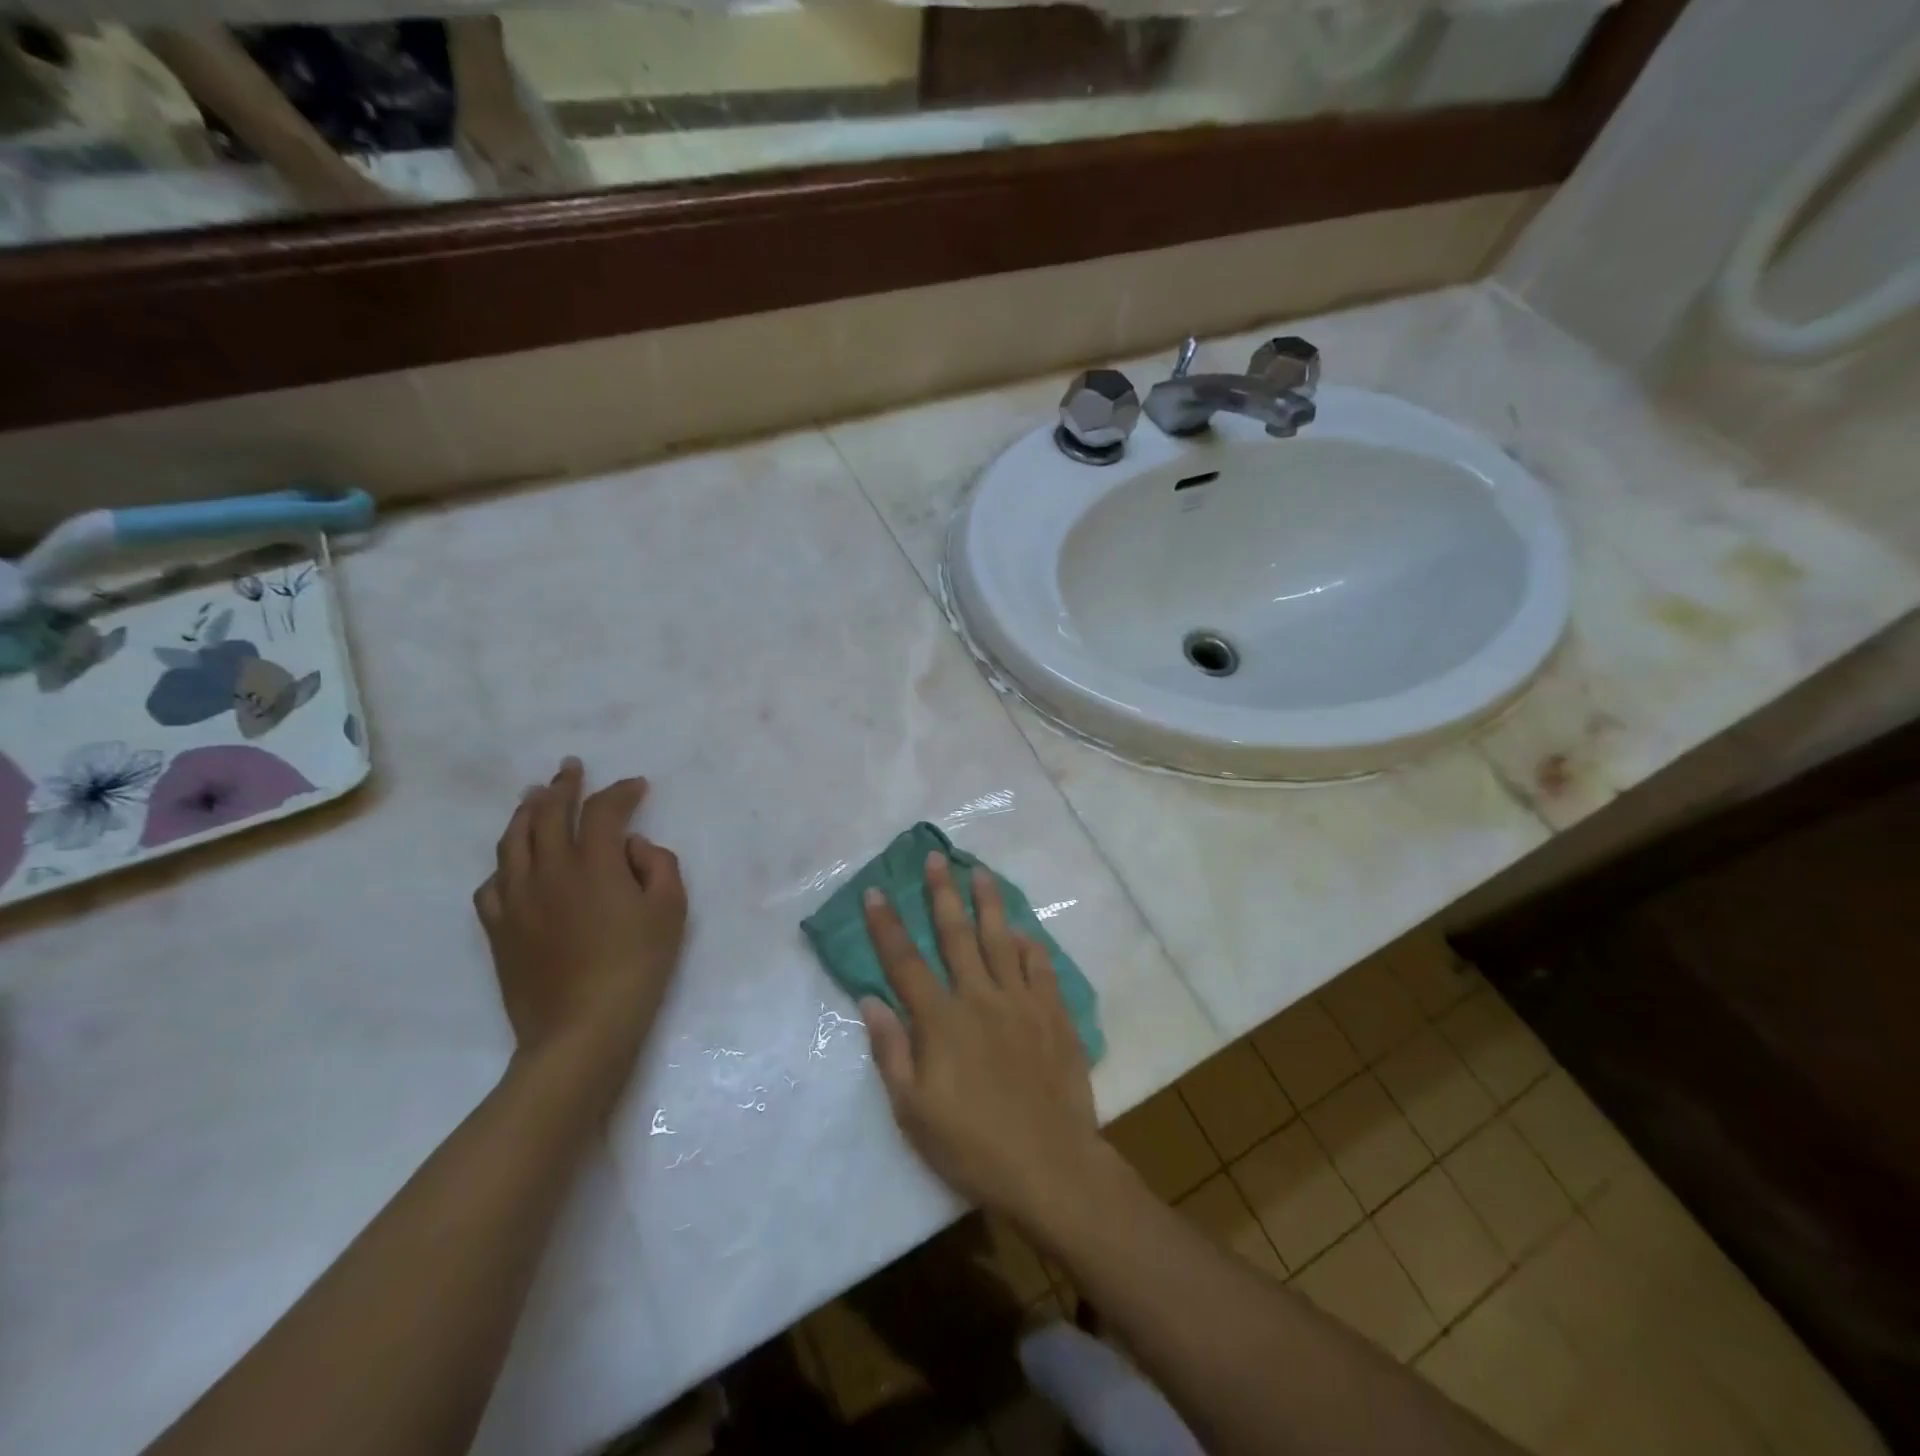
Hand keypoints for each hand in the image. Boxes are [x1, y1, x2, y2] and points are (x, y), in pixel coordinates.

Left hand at [474, 757, 686, 1092]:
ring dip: (525, 812)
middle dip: (563, 786)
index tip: (636, 786)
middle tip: (570, 768)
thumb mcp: (670, 910)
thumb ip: (658, 865)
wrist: (581, 1027)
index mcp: (592, 863)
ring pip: (512, 841)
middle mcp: (548, 870)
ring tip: (533, 796)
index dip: (620, 792)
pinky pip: (492, 883)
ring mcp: (516, 899)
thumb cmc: (637, 965)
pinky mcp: (499, 928)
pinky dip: (505, 863)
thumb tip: (632, 846)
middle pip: (547, 814)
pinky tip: (513, 864)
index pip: (602, 811)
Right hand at [860, 851, 1105, 1228]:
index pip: (905, 962)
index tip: (876, 891)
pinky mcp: (1054, 1014)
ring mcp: (1022, 1002)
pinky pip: (1041, 967)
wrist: (1051, 1166)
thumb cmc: (972, 1146)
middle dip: (942, 894)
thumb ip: (892, 1051)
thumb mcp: (913, 1112)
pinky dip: (1030, 945)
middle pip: (957, 935)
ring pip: (1001, 939)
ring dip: (988, 903)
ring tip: (980, 872)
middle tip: (936, 859)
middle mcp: (980, 998)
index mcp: (941, 1021)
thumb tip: (871, 1001)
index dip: (887, 926)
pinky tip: (1024, 932)